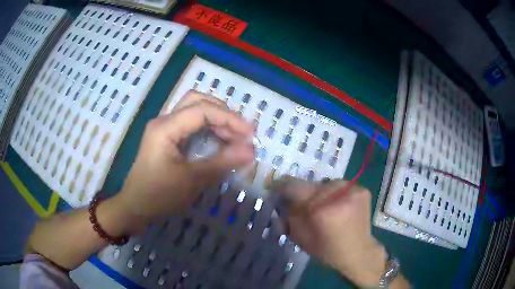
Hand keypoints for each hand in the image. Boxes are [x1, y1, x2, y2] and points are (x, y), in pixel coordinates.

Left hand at [116, 90, 254, 232]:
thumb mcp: (192, 180)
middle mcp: (164, 121)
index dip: (229, 119)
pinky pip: (190, 124)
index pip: (202, 110)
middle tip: (241, 132)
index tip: (250, 134)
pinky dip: (207, 128)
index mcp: (165, 127)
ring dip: (216, 120)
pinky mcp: (166, 137)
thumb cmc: (159, 195)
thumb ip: (222, 162)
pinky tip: (219, 141)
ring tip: (234, 138)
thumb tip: (251, 151)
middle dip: (223, 113)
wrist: (135, 207)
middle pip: (197, 101)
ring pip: (193, 110)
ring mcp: (164, 128)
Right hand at [272, 176, 386, 287]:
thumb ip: (289, 216)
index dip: (281, 186)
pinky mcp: (362, 190)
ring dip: (322, 194)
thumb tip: (282, 198)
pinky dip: (336, 195)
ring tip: (325, 207)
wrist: (358, 252)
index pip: (293, 186)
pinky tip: (339, 207)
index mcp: (320, 210)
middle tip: (306, 207)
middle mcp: (337, 195)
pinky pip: (341, 187)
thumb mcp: (300, 238)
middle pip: (311, 185)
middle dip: (305, 195)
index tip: (276, 188)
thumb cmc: (327, 250)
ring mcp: (353, 190)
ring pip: (326, 185)